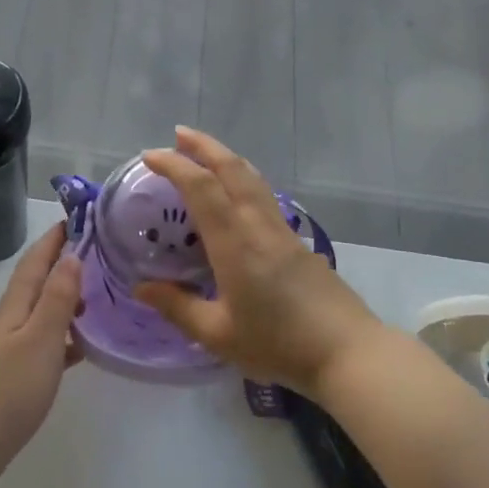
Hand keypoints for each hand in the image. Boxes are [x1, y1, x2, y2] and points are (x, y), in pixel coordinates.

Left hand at [0, 222, 83, 486]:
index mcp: (15, 307)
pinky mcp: (15, 375)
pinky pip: (45, 344)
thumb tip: (72, 256)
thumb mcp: (40, 338)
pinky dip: (64, 338)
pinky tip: (81, 348)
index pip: (36, 261)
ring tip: (97, 296)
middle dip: (63, 264)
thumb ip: (57, 298)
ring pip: (42, 313)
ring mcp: (10, 348)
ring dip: (66, 299)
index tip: (77, 216)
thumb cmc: (9, 387)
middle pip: (38, 283)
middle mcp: (11, 321)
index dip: (54, 239)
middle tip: (98, 253)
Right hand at [134, 128, 386, 399]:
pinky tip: (236, 194)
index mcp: (235, 244)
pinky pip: (264, 196)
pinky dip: (242, 180)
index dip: (174, 165)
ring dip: (225, 158)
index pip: (201, 188)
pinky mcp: (298, 242)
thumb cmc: (278, 345)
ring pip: (253, 178)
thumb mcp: (218, 334)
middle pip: (232, 169)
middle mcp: (259, 226)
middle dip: (203, 146)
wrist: (348, 353)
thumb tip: (141, 287)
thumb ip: (177, 307)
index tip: (150, 156)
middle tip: (178, 134)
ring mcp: (283, 231)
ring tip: (204, 154)